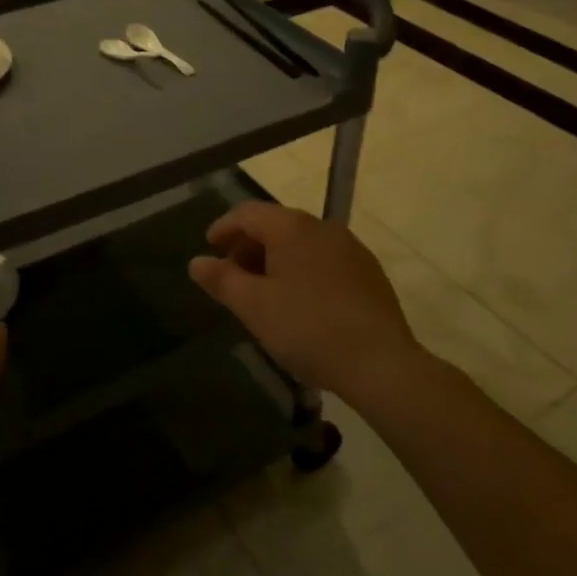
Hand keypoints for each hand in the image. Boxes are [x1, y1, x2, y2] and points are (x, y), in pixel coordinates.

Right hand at [189, 202, 422, 401]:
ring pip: (301, 243)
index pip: (247, 213)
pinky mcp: (369, 272)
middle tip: (233, 275)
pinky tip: (301, 302)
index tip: (209, 248)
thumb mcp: (254, 306)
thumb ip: (222, 280)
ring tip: (264, 291)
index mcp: (291, 227)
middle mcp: (322, 226)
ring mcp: (350, 247)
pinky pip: (324, 260)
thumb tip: (196, 262)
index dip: (223, 227)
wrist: (380, 363)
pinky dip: (303, 270)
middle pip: (275, 225)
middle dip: (249, 245)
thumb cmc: (307, 328)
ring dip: (276, 259)